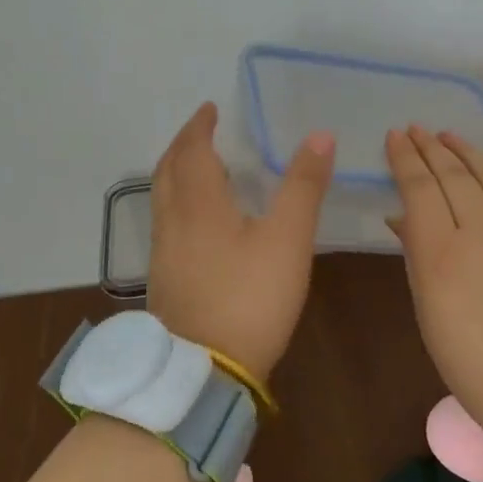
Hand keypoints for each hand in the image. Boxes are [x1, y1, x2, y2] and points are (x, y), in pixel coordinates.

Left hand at [147, 102, 334, 385]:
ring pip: (162, 198)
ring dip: (177, 173)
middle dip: (183, 145)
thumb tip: (319, 136)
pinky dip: (178, 202)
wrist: (203, 372)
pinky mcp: (164, 280)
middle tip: (201, 131)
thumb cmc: (249, 298)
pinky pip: (166, 223)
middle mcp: (172, 222)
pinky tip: (199, 221)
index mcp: (198, 204)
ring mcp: (163, 254)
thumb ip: (303, 186)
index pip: (192, 151)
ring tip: (202, 169)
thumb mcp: (287, 240)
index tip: (208, 109)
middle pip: (167, 170)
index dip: (199, 126)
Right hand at [386, 126, 482, 433]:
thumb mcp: (428, 311)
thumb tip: (404, 214)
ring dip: (468, 151)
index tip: (395, 138)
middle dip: (431, 147)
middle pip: (454, 174)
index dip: (405, 158)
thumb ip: (416, 253)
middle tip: (416, 130)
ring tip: (450, 137)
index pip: (420, 187)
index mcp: (445, 255)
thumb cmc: (474, 363)